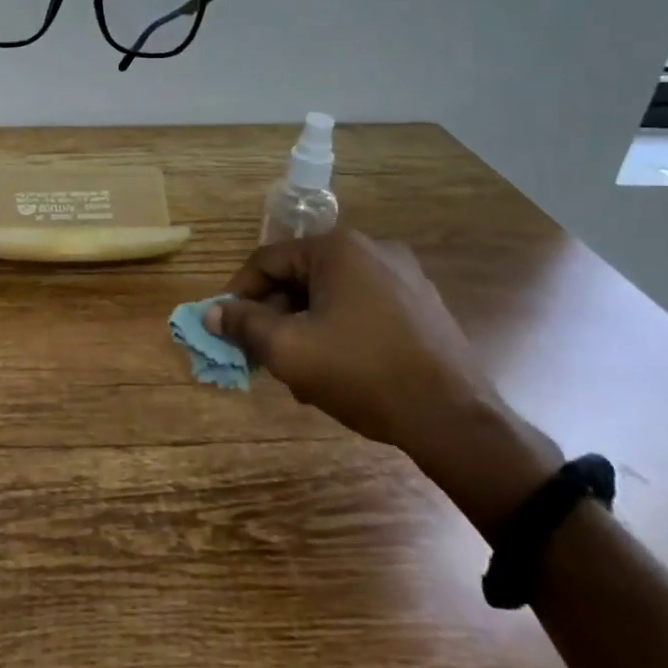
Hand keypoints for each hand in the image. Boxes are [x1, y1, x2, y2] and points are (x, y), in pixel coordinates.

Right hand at [204, 229, 480, 448]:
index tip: (225, 327)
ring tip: (297, 370)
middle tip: (259, 353)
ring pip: (330, 295)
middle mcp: (372, 249)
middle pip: (300, 277)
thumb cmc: (362, 373)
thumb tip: (212, 312)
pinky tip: (336, 369)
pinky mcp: (423, 305)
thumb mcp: (288, 350)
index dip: (237, 294)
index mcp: (337, 249)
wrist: (454, 419)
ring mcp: (404, 276)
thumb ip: (243, 325)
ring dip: (303, 326)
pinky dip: (338, 330)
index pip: (267, 261)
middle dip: (273, 315)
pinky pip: (362, 308)